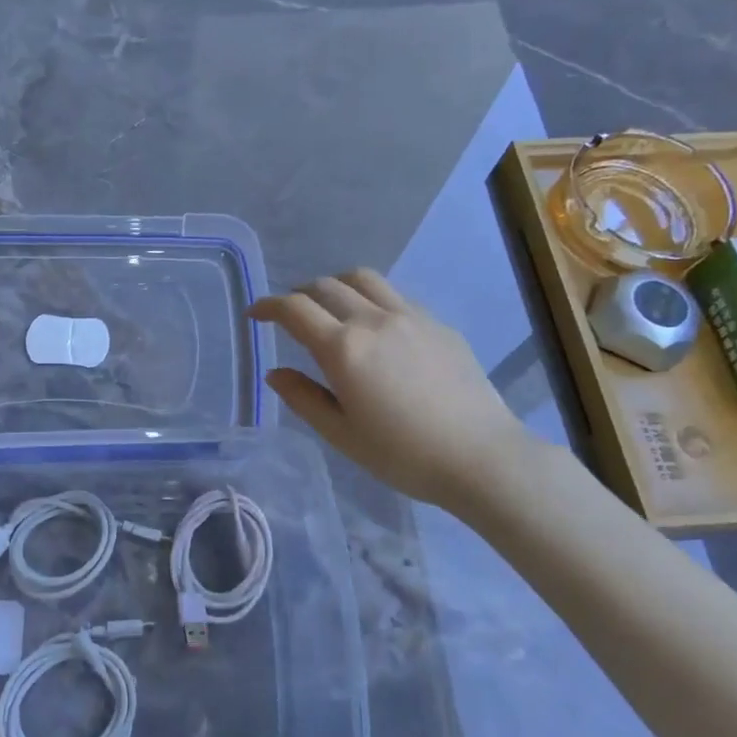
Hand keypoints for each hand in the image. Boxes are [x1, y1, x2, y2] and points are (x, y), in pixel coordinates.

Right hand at [250, 269, 537, 512]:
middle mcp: (373, 320)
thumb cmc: (403, 455)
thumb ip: (303, 398)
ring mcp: (410, 317)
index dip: (268, 307)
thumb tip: (275, 374)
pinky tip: (374, 326)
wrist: (481, 457)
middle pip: (325, 286)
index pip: (294, 310)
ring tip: (329, 307)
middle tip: (289, 316)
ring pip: (363, 279)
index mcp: (343, 349)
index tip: (254, 314)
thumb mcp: (341, 434)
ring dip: (335, 285)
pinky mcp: (437, 324)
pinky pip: (394, 296)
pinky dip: (370, 298)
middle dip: (298, 295)